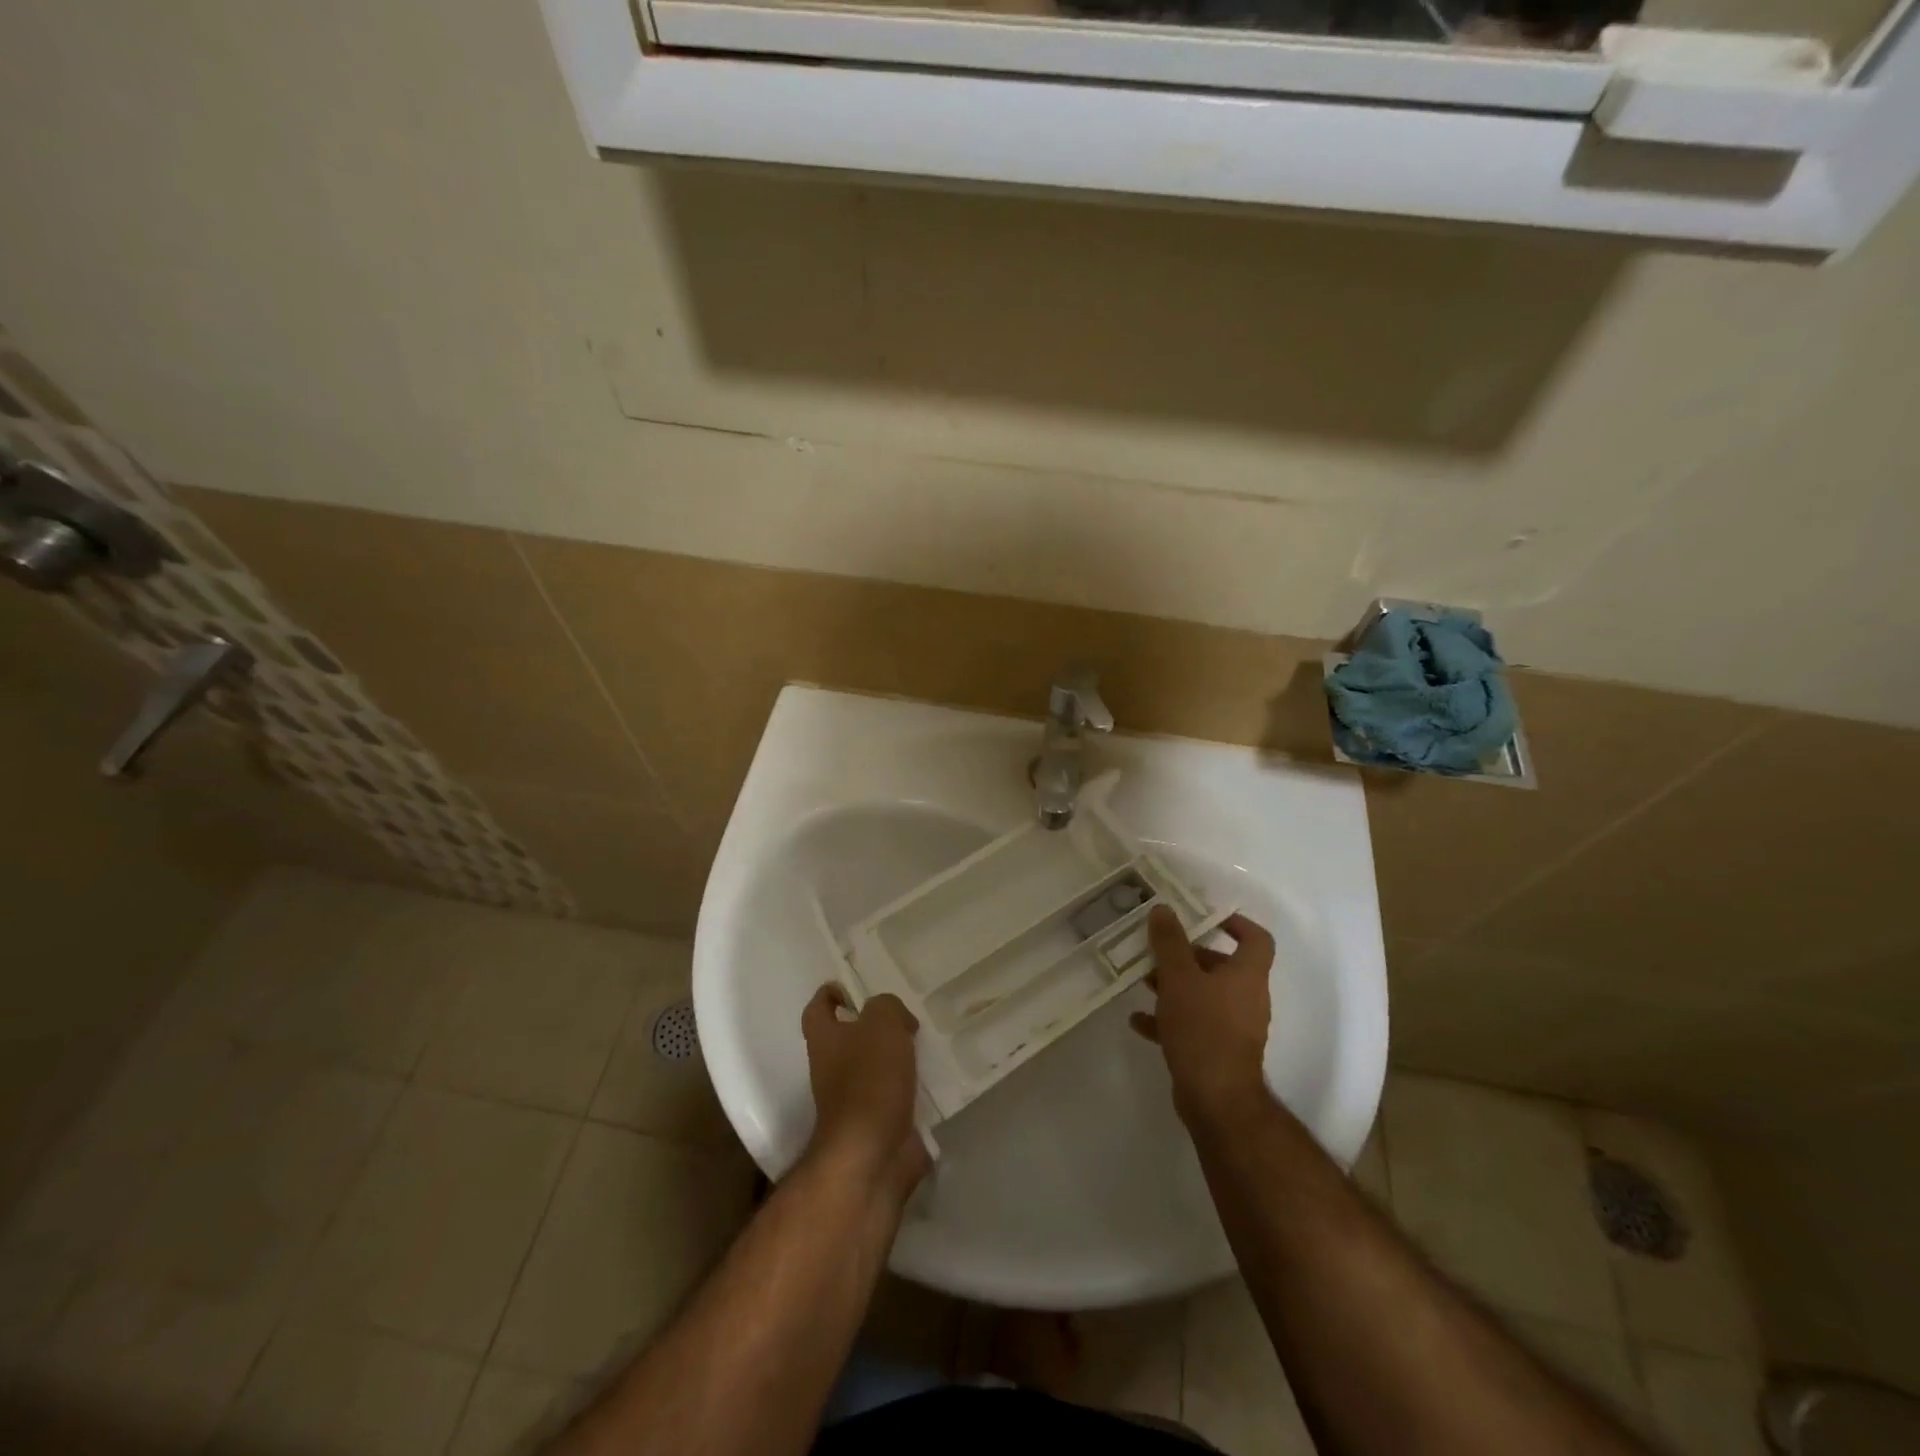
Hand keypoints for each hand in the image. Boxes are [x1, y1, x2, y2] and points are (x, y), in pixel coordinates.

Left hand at [801, 985, 929, 1199]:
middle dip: (874, 1026)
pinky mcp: (876, 1122)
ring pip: (874, 1065)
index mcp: (824, 1039)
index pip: (818, 1008)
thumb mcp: (882, 1023)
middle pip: (849, 1037)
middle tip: (905, 1016)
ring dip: (896, 1056)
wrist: (872, 1154)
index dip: (832, 994)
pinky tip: (933, 1076)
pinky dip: (910, 1086)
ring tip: (926, 1043)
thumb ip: (887, 1006)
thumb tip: (896, 1019)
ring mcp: (852, 1098)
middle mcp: (831, 1067)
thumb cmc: (869, 1079)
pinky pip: (894, 1094)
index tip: (855, 989)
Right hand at [1131, 907, 1274, 1125]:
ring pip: (1204, 995)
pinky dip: (1168, 1019)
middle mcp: (1246, 998)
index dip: (1236, 923)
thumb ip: (1169, 942)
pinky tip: (1139, 1021)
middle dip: (1188, 956)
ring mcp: (1233, 1028)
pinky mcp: (1217, 1052)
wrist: (1216, 1099)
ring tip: (1143, 982)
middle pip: (1222, 966)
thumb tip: (1164, 909)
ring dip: (1175, 986)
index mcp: (1247, 975)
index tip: (1205, 917)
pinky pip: (1193, 1025)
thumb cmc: (1203, 1028)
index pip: (1256, 939)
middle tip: (1159, 951)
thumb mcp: (1179, 977)